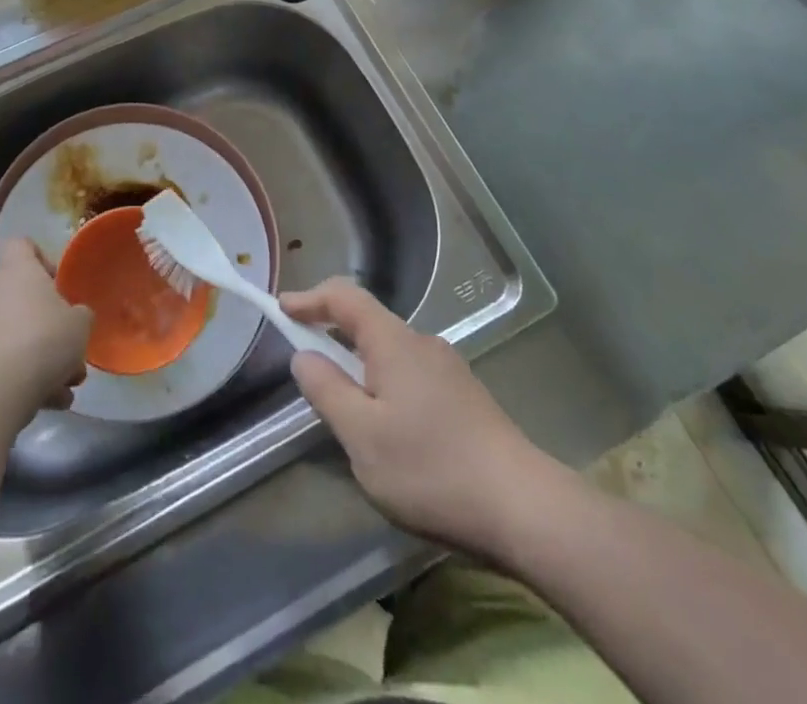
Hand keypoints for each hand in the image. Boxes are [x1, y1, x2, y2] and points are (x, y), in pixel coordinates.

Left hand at [0, 239, 91, 417]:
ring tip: (64, 389)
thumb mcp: (80, 324)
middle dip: (46, 326)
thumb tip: (74, 317)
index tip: (58, 284)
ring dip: (37, 359)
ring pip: (11, 337)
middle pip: (18, 298)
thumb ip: (79, 316)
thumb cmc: (43, 339)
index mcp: (16, 270)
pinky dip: (19, 379)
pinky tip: (47, 403)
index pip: (22, 245)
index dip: (41, 259)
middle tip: (69, 351)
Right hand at [282, 278, 562, 553]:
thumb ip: (327, 390)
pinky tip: (387, 428)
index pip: (345, 296)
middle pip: (367, 322)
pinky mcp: (465, 398)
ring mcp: (448, 370)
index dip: (310, 298)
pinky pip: (410, 375)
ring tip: (344, 406)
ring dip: (359, 364)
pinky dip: (384, 384)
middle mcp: (422, 343)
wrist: (525, 508)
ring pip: (390, 353)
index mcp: (393, 341)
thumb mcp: (362, 436)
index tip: (281, 309)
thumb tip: (304, 356)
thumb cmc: (432, 468)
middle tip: (306, 363)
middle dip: (332, 334)